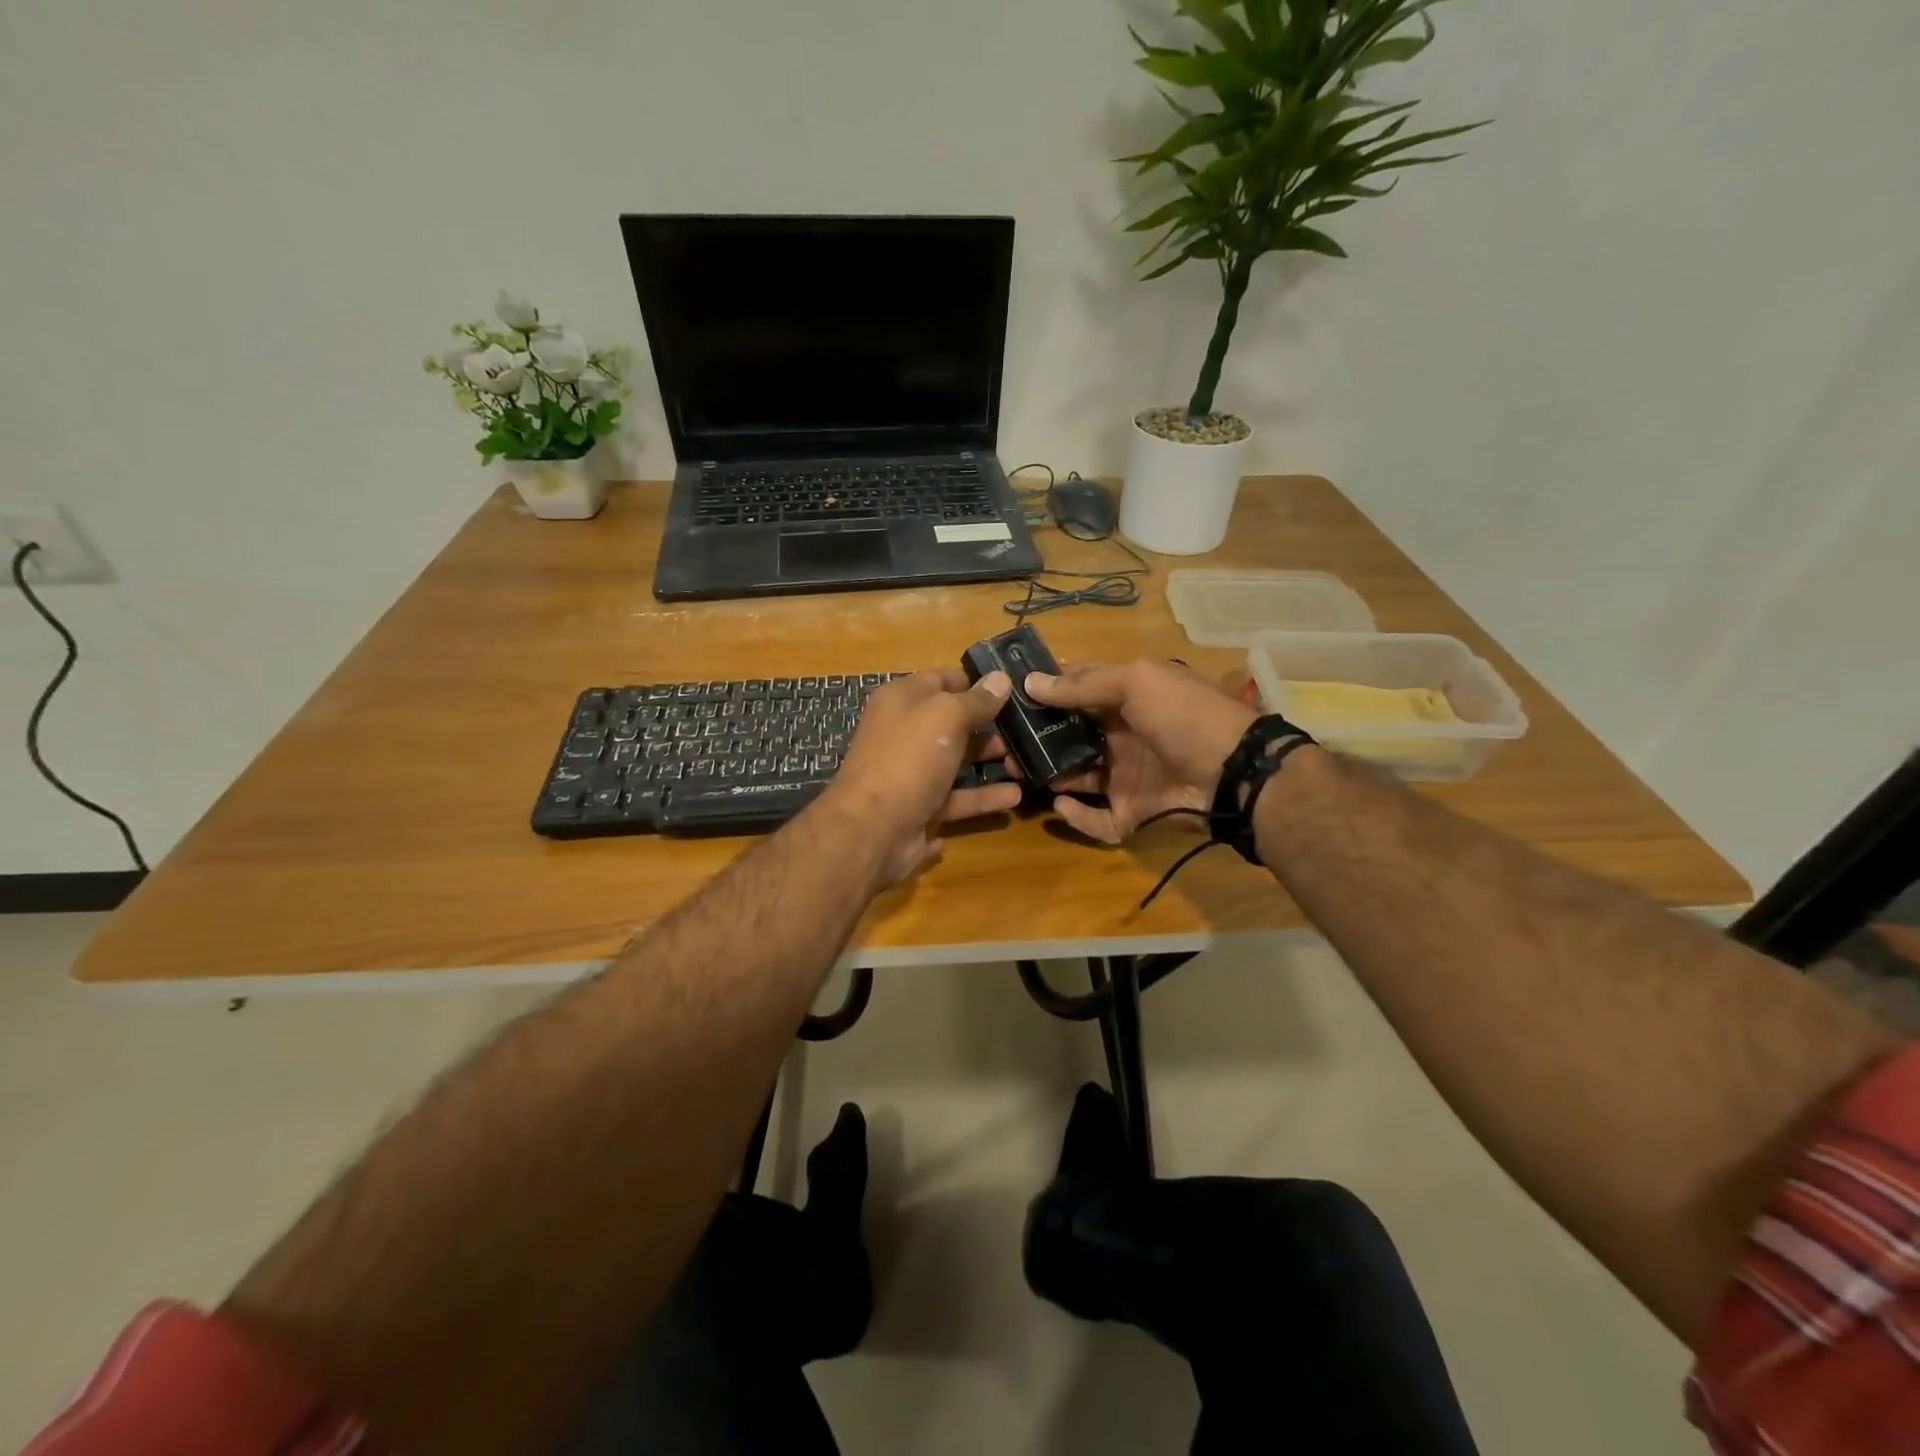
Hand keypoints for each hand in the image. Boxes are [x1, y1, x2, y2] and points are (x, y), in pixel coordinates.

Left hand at [822, 668, 1022, 883]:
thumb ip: (975, 700)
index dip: (976, 681)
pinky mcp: (919, 809)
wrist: (873, 830)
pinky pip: (956, 800)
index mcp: (902, 701)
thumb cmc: (908, 759)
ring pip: (957, 764)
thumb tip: (1000, 679)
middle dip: (990, 726)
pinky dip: (982, 800)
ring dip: (991, 764)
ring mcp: (910, 774)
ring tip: (1028, 766)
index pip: (942, 680)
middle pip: (952, 724)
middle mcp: (904, 734)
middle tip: (1030, 730)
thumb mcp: (945, 717)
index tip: (1014, 685)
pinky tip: (1012, 799)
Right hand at [1022, 659, 1255, 844]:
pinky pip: (1096, 819)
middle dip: (1037, 739)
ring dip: (1048, 775)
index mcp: (1126, 699)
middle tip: (1003, 744)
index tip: (1008, 696)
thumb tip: (1030, 683)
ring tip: (1017, 772)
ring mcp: (1125, 777)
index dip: (1046, 691)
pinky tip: (1058, 804)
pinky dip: (1076, 816)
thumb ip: (1083, 685)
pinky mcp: (1130, 813)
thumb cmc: (1183, 715)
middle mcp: (1121, 736)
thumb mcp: (1136, 682)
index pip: (1077, 691)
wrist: (1233, 772)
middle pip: (1069, 737)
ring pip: (1076, 777)